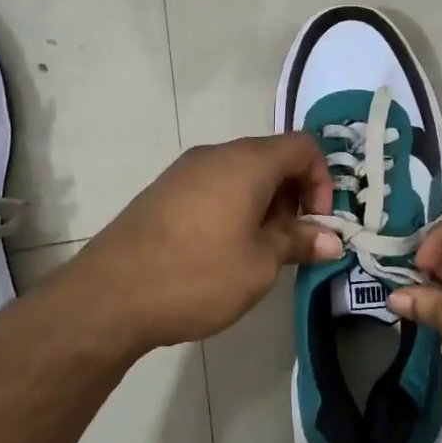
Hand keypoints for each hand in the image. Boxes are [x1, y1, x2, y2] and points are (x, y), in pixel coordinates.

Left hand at [48, 134, 343, 355]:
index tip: (317, 223)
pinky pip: (213, 185)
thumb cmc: (197, 275)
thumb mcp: (259, 265)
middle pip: (272, 157)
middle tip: (291, 242)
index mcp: (247, 162)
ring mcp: (185, 170)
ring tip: (258, 251)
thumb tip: (331, 240)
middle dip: (293, 195)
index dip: (322, 180)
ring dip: (263, 203)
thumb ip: (298, 243)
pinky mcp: (164, 191)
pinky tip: (222, 249)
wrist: (110, 295)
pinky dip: (233, 206)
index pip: (303, 146)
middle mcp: (216, 154)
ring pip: (241, 173)